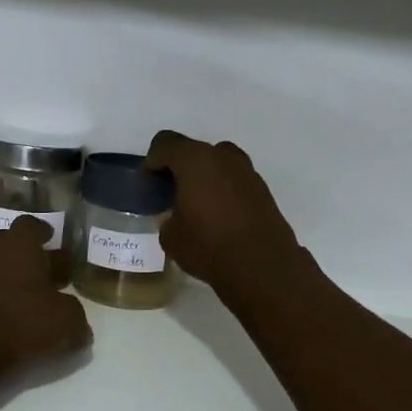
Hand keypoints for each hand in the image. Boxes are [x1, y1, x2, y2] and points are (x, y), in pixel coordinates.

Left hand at [0, 217, 91, 381]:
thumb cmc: (21, 319)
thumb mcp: (65, 320)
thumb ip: (76, 316)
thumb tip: (79, 323)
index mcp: (20, 244)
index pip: (32, 225)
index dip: (44, 231)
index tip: (52, 238)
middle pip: (13, 245)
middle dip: (31, 256)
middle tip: (50, 272)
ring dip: (16, 279)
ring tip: (35, 299)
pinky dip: (0, 299)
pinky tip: (14, 317)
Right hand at [143, 130, 301, 293]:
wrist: (263, 267)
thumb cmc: (208, 246)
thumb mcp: (170, 236)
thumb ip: (167, 216)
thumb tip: (176, 214)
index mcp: (194, 160)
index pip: (164, 143)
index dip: (151, 162)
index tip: (148, 186)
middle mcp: (222, 156)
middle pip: (192, 150)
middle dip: (178, 168)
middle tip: (170, 194)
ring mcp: (246, 171)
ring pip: (216, 163)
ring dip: (202, 177)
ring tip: (195, 205)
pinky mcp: (262, 189)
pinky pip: (233, 180)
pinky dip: (222, 189)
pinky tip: (218, 216)